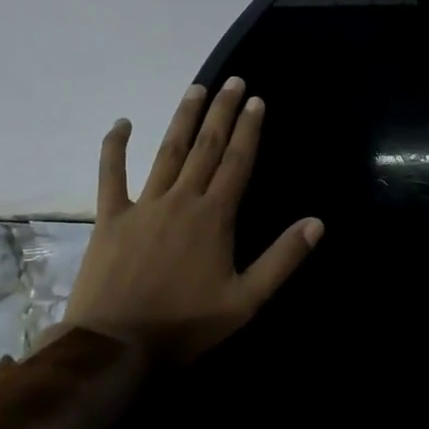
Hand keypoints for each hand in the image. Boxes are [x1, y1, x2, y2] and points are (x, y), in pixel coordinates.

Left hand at [61, 77, 323, 366]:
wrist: (116, 346)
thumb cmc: (185, 325)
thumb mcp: (246, 300)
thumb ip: (282, 259)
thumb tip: (317, 222)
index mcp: (214, 216)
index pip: (237, 162)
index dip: (249, 129)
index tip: (257, 100)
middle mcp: (181, 200)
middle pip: (206, 147)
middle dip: (222, 112)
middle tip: (232, 81)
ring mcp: (143, 205)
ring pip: (167, 152)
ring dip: (183, 118)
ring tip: (196, 88)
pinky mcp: (110, 218)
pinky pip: (111, 175)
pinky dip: (114, 148)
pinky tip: (121, 123)